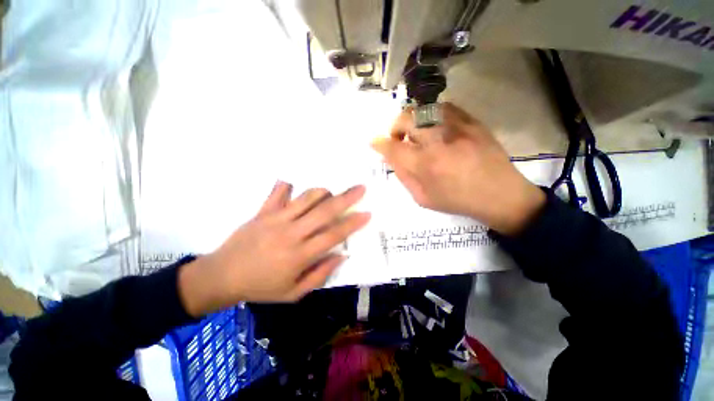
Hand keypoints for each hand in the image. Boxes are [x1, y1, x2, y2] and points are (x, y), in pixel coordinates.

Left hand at [178, 182, 369, 316]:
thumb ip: (320, 274)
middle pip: (324, 212)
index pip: (333, 235)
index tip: (366, 213)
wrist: (221, 276)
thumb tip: (341, 255)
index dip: (352, 224)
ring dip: (323, 191)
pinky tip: (295, 182)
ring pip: (306, 198)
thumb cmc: (261, 287)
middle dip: (346, 199)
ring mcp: (276, 219)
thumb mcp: (294, 293)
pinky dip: (289, 185)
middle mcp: (291, 233)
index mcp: (299, 255)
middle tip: (360, 189)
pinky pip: (278, 192)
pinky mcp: (263, 212)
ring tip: (333, 191)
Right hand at [372, 102, 544, 235]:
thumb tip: (391, 158)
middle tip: (398, 139)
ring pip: (425, 109)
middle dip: (395, 127)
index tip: (374, 143)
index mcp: (426, 165)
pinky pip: (445, 107)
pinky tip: (434, 127)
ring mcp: (458, 128)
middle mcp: (439, 142)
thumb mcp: (423, 198)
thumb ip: (404, 176)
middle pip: (407, 119)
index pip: (394, 148)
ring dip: (413, 120)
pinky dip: (432, 115)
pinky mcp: (473, 122)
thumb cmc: (457, 201)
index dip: (380, 144)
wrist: (500, 195)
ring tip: (416, 133)